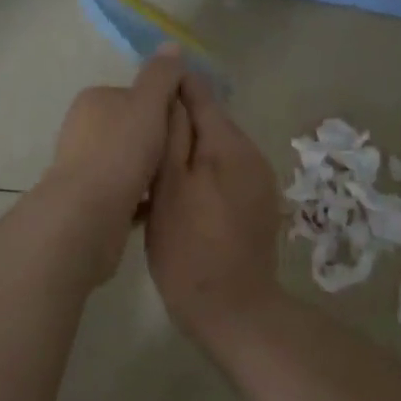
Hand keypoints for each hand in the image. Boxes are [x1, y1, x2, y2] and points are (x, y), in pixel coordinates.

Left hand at [39, 49, 188, 284]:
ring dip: (149, 169)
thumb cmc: (120, 151)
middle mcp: (82, 129)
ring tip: (176, 180)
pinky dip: (140, 196)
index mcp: (94, 100)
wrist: (86, 216)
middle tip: (184, 154)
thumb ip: (161, 75)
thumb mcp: (148, 103)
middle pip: (132, 128)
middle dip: (156, 139)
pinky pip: (123, 192)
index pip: (136, 94)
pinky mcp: (86, 201)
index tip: (184, 123)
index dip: (162, 106)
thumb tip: (171, 45)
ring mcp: (81, 167)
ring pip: (127, 161)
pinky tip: (160, 204)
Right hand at [144, 72, 283, 349]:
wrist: (236, 313)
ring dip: (189, 151)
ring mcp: (259, 179)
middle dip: (178, 123)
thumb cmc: (190, 248)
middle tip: (141, 140)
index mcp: (228, 142)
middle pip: (209, 120)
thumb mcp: (169, 187)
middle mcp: (250, 151)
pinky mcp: (259, 204)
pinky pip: (227, 172)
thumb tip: (171, 89)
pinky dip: (204, 173)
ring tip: (156, 170)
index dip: (171, 87)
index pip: (199, 93)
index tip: (142, 96)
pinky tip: (181, 196)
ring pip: (217, 147)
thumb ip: (172, 134)